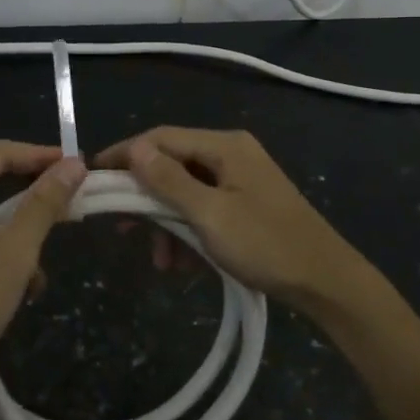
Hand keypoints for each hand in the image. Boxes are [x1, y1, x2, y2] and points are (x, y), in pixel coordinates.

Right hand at [97, 127, 384, 323]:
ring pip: (185, 191)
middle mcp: (231, 154)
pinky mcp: (245, 203)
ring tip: (159, 260)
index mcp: (224, 146)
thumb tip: (134, 149)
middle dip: (145, 198)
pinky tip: (181, 263)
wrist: (326, 281)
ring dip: (166, 223)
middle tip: (120, 227)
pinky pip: (203, 208)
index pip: (161, 138)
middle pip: (172, 164)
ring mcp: (240, 179)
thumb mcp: (210, 214)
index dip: (125, 155)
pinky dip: (187, 231)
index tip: (92, 177)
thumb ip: (169, 181)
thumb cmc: (265, 245)